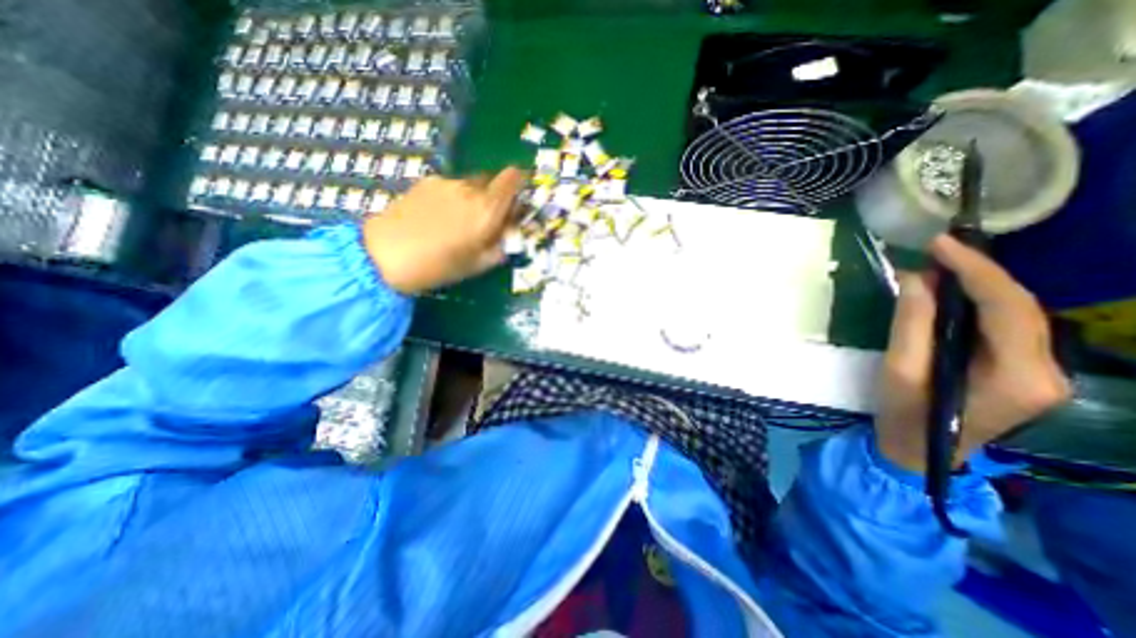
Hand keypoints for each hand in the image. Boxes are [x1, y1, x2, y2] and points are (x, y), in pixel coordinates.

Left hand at [362, 166, 525, 291]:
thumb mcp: (479, 264)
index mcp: (487, 209)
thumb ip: (501, 246)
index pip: (513, 178)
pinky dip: (454, 197)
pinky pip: (451, 186)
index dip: (519, 183)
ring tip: (458, 222)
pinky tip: (439, 217)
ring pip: (471, 184)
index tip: (518, 199)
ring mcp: (446, 183)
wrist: (386, 254)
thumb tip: (512, 234)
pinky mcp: (426, 182)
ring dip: (474, 198)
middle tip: (488, 219)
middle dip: (496, 196)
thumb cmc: (439, 266)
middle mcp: (470, 189)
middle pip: (493, 181)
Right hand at [871, 233, 1071, 472]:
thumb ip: (911, 324)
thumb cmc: (905, 414)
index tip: (940, 244)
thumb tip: (917, 279)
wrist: (920, 452)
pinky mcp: (1024, 372)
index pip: (1008, 308)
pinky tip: (952, 294)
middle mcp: (1047, 372)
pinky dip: (979, 303)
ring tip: (940, 266)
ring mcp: (1042, 373)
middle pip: (1021, 308)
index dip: (975, 270)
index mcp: (1017, 376)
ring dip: (980, 286)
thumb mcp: (899, 370)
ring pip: (1018, 314)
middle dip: (979, 273)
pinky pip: (1007, 326)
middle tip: (936, 250)